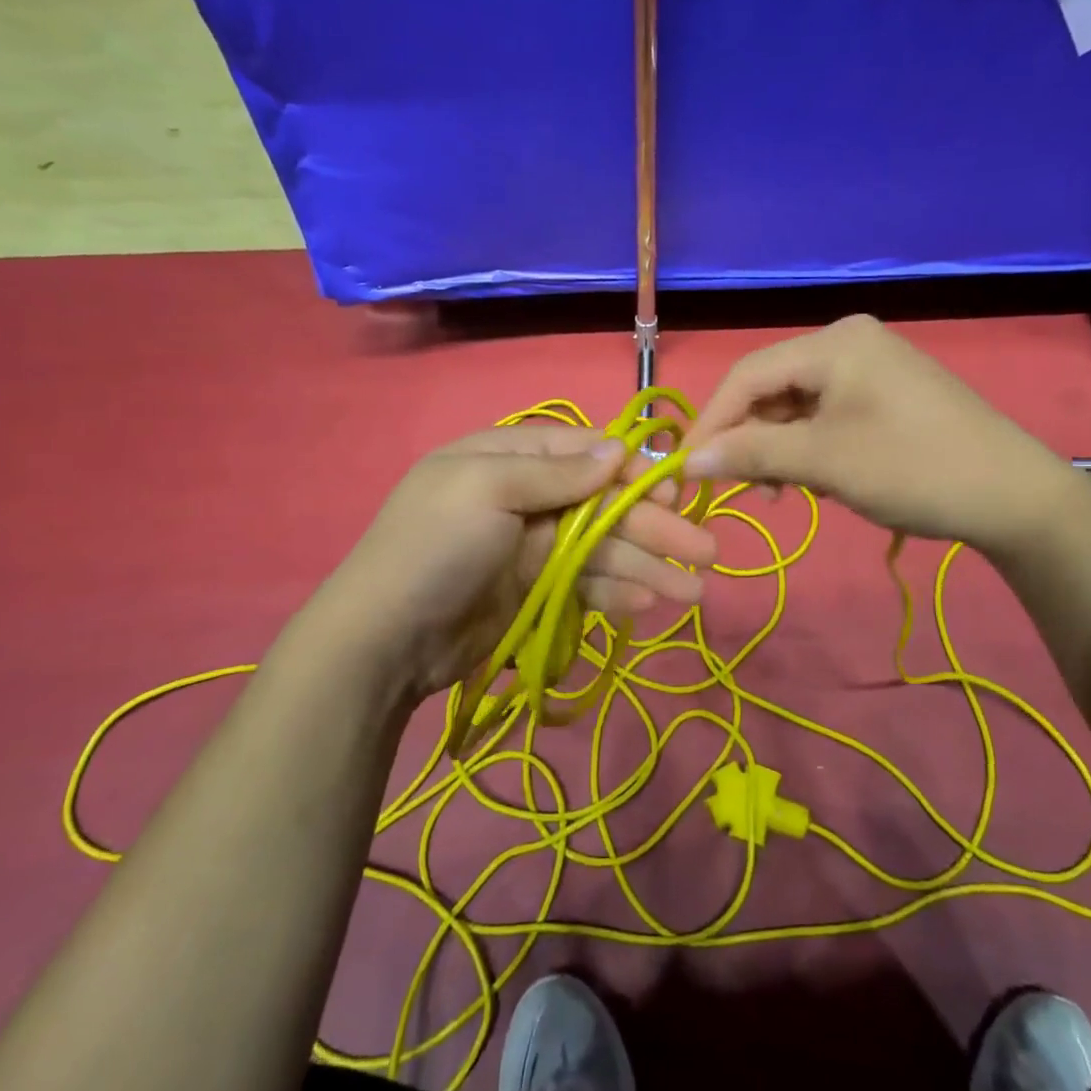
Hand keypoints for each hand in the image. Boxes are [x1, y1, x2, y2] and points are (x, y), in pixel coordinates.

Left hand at [298, 423, 718, 703]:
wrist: (384, 640)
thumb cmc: (435, 547)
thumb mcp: (487, 490)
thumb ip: (556, 471)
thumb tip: (616, 450)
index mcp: (508, 458)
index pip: (585, 452)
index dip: (632, 471)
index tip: (674, 492)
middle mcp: (526, 497)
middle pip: (604, 505)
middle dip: (654, 527)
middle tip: (705, 551)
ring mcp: (533, 547)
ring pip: (604, 549)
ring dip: (649, 567)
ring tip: (692, 592)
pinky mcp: (537, 591)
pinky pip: (589, 585)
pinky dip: (618, 593)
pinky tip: (648, 606)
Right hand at [681, 315, 1079, 551]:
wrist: (1014, 496)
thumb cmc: (914, 469)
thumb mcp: (824, 462)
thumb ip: (751, 455)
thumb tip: (689, 460)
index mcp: (834, 342)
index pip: (747, 375)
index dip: (710, 422)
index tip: (686, 468)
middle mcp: (848, 340)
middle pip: (771, 387)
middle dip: (748, 438)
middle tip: (739, 488)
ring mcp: (870, 365)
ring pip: (796, 405)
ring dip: (778, 447)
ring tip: (781, 492)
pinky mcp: (885, 392)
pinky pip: (826, 414)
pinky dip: (808, 446)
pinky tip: (811, 478)